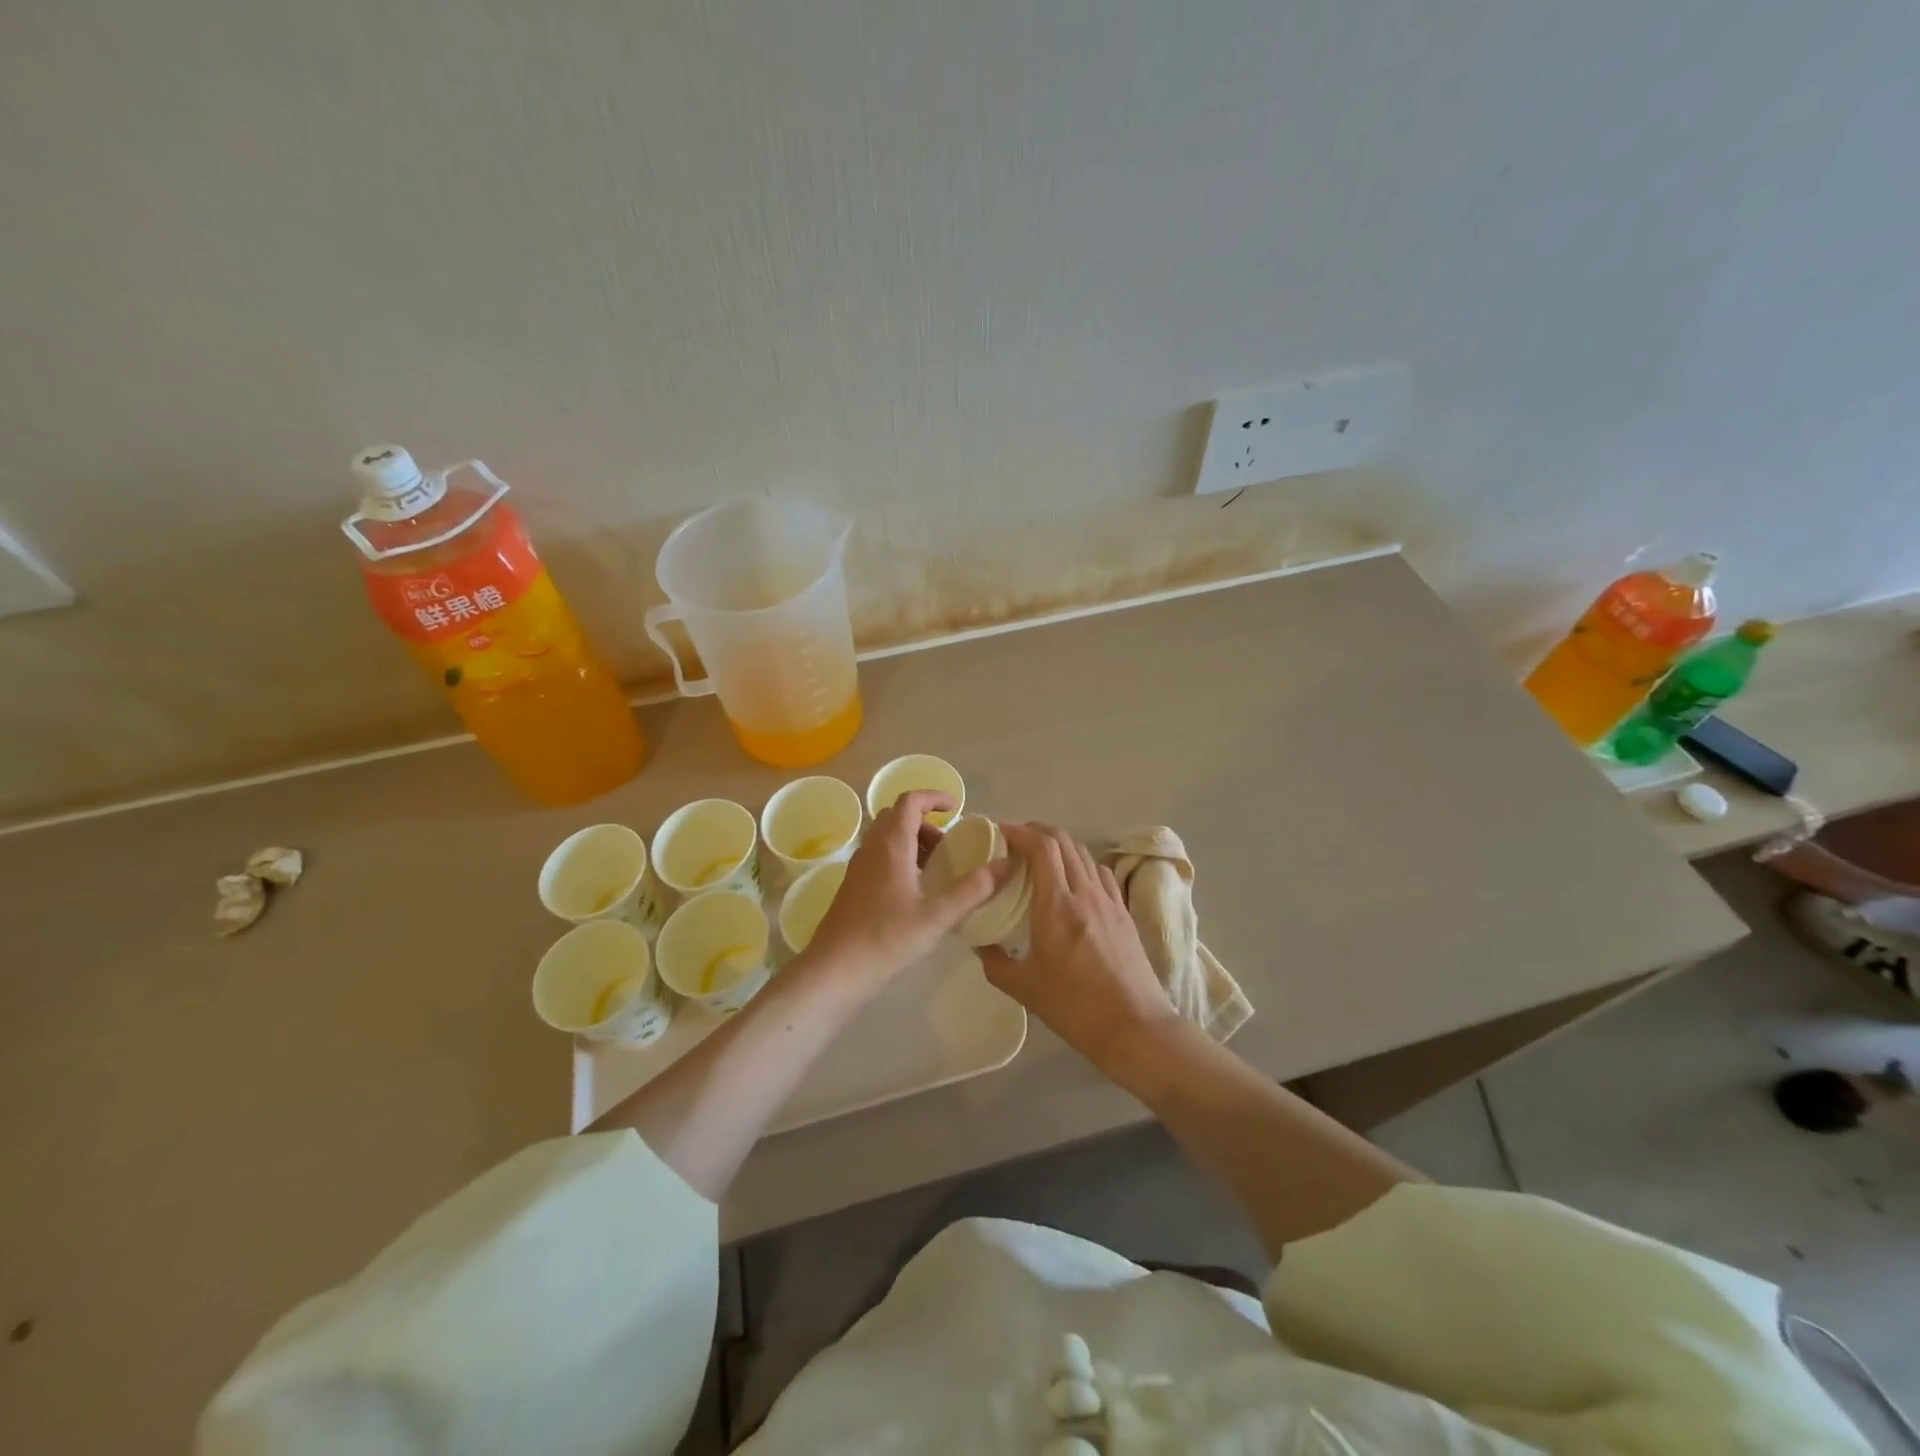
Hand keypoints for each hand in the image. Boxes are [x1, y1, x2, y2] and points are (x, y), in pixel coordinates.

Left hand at [802, 791, 1005, 992]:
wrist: (835, 970)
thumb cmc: (887, 938)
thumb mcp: (937, 916)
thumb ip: (973, 889)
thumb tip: (1005, 866)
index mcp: (891, 845)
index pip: (910, 801)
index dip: (934, 797)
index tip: (957, 808)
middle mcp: (872, 848)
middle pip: (896, 816)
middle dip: (925, 821)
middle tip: (948, 845)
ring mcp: (858, 867)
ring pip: (885, 836)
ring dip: (912, 840)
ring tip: (936, 868)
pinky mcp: (853, 886)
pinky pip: (878, 856)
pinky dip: (899, 857)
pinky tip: (915, 890)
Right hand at [981, 823, 1176, 1064]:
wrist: (1134, 1027)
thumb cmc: (1074, 1007)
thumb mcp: (1023, 988)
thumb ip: (994, 961)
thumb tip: (979, 942)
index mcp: (1056, 906)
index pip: (1041, 848)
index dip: (1020, 832)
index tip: (1000, 833)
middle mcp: (1084, 893)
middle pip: (1063, 841)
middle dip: (1037, 831)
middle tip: (1015, 841)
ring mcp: (1108, 900)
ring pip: (1083, 853)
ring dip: (1060, 845)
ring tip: (1040, 857)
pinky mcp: (1124, 912)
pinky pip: (1100, 873)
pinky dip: (1081, 863)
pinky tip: (1073, 879)